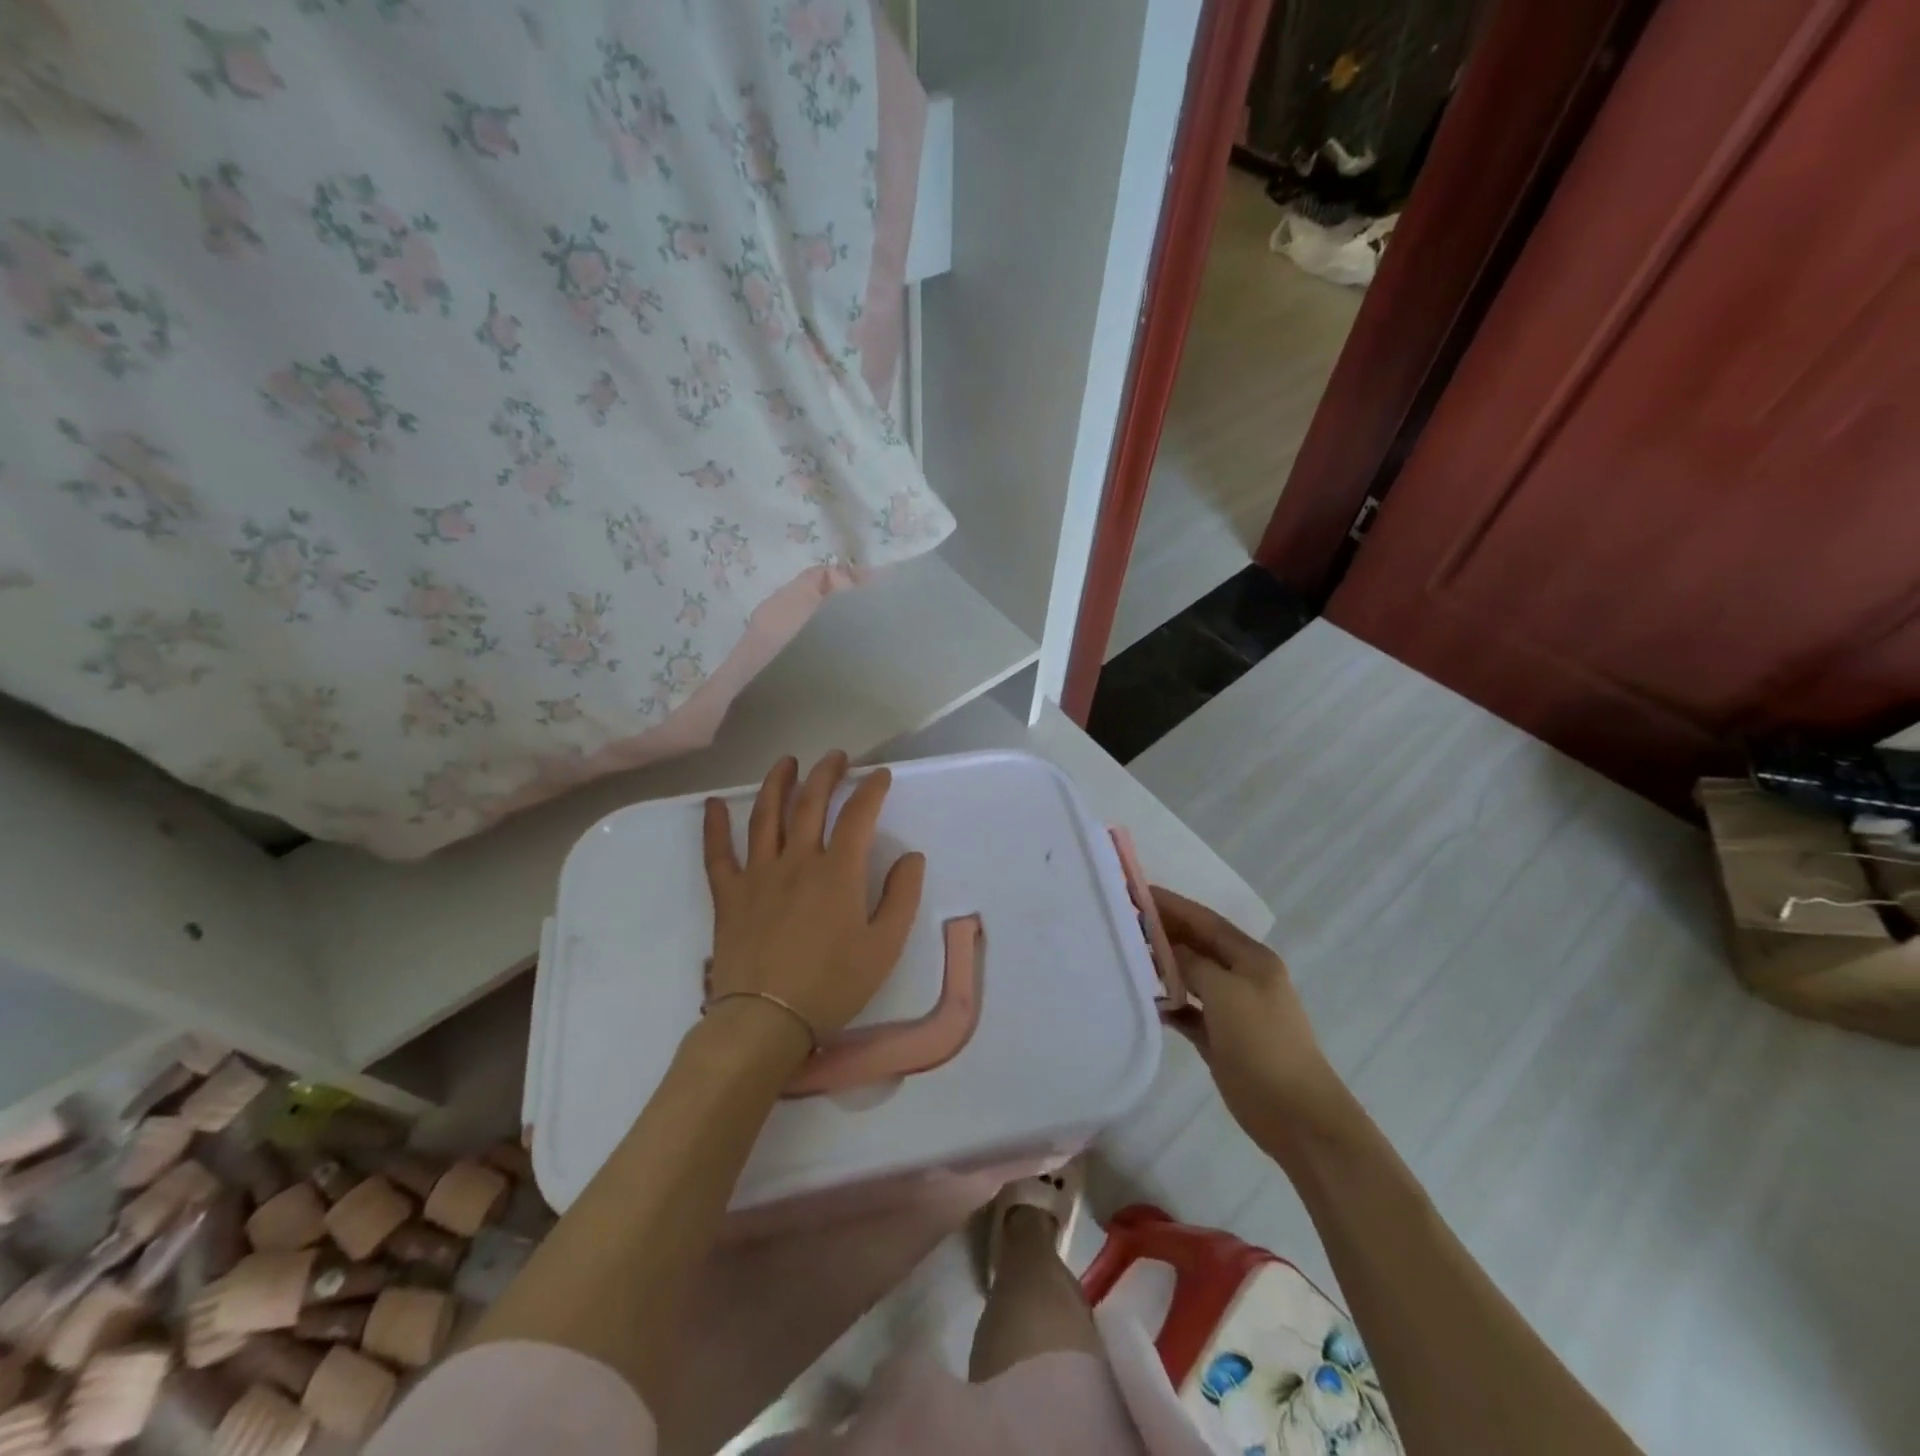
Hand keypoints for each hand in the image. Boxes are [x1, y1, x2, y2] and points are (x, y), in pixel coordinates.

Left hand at [702, 752, 926, 1059]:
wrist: (766, 1021)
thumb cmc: (832, 985)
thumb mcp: (884, 947)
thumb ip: (901, 898)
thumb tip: (911, 857)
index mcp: (837, 872)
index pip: (857, 816)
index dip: (871, 790)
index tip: (880, 775)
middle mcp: (797, 861)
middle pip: (810, 804)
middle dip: (825, 774)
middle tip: (835, 757)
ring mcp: (758, 875)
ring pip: (766, 816)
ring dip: (777, 784)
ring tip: (786, 762)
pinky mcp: (729, 895)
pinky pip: (718, 854)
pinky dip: (714, 827)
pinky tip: (712, 805)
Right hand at [1152, 887, 1349, 1145]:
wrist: (1296, 1115)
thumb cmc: (1262, 1044)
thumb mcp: (1226, 993)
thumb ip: (1194, 964)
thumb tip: (1169, 949)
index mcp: (1252, 959)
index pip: (1205, 920)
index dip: (1172, 905)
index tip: (1136, 891)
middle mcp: (1242, 977)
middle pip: (1198, 945)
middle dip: (1164, 932)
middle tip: (1123, 922)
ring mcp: (1233, 1009)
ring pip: (1192, 977)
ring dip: (1164, 966)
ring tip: (1127, 955)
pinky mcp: (1222, 1038)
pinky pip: (1189, 1010)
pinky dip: (1169, 1004)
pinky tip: (1145, 1001)